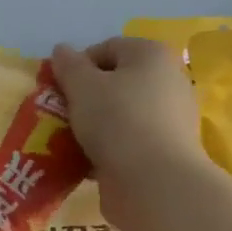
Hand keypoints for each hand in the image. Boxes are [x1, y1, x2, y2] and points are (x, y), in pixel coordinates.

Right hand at [51, 37, 204, 228]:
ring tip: (71, 141)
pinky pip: (129, 140)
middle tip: (63, 115)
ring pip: (121, 113)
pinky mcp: (166, 150)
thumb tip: (61, 50)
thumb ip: (68, 65)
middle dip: (85, 97)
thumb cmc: (117, 121)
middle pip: (115, 81)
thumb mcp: (82, 86)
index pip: (106, 48)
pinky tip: (89, 160)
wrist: (155, 182)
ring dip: (94, 124)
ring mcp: (171, 117)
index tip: (59, 89)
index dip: (78, 66)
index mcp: (151, 55)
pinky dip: (109, 147)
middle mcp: (168, 80)